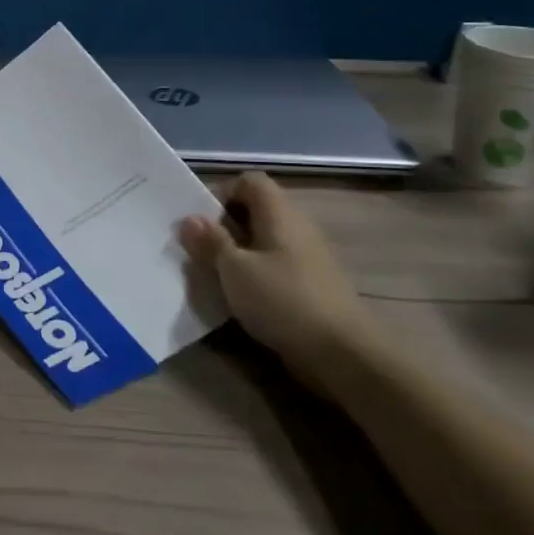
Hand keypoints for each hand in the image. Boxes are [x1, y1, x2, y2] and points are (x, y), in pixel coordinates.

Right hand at [179, 171, 385, 390]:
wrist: (343, 353)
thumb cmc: (283, 300)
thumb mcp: (234, 270)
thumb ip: (211, 242)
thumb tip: (190, 218)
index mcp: (279, 213)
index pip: (250, 181)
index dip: (222, 193)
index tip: (202, 223)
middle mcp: (297, 226)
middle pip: (256, 209)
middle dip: (225, 226)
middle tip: (202, 251)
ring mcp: (309, 256)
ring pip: (265, 239)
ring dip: (239, 252)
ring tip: (217, 276)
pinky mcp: (313, 283)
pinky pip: (276, 264)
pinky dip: (257, 273)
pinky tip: (243, 297)